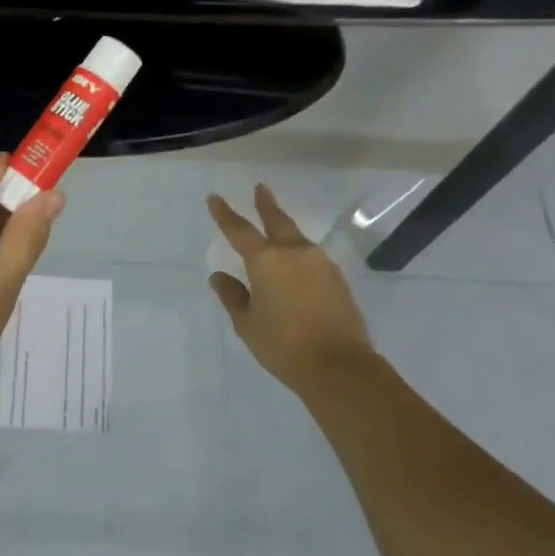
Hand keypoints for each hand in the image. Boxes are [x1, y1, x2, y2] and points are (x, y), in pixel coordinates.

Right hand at [207, 185, 377, 393]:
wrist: (339, 367)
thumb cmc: (283, 345)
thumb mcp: (247, 323)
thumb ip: (232, 296)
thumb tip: (219, 277)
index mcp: (266, 260)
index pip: (239, 230)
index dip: (224, 213)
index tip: (214, 198)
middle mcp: (294, 253)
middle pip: (277, 220)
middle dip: (266, 204)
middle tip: (260, 188)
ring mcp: (320, 263)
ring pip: (296, 238)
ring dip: (283, 230)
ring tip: (275, 228)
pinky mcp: (337, 279)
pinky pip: (311, 258)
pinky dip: (298, 254)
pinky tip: (294, 265)